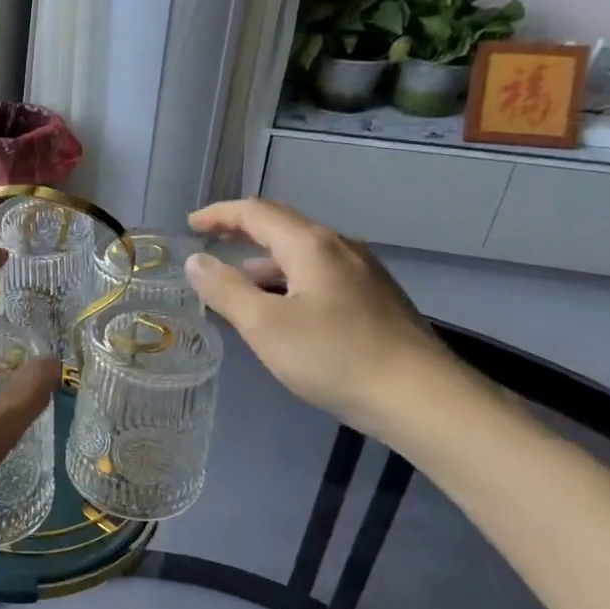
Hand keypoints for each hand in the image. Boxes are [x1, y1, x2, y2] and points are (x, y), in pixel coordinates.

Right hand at [183, 198, 462, 437]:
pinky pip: (320, 276)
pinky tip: (283, 310)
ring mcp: (363, 272)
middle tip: (210, 243)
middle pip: (282, 227)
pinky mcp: (375, 298)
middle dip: (242, 232)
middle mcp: (340, 247)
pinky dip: (288, 281)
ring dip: (265, 262)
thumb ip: (225, 290)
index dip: (219, 214)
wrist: (420, 396)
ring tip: (239, 285)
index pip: (256, 212)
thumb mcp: (264, 325)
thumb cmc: (333, 356)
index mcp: (311, 245)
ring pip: (303, 255)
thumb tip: (195, 261)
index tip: (189, 224)